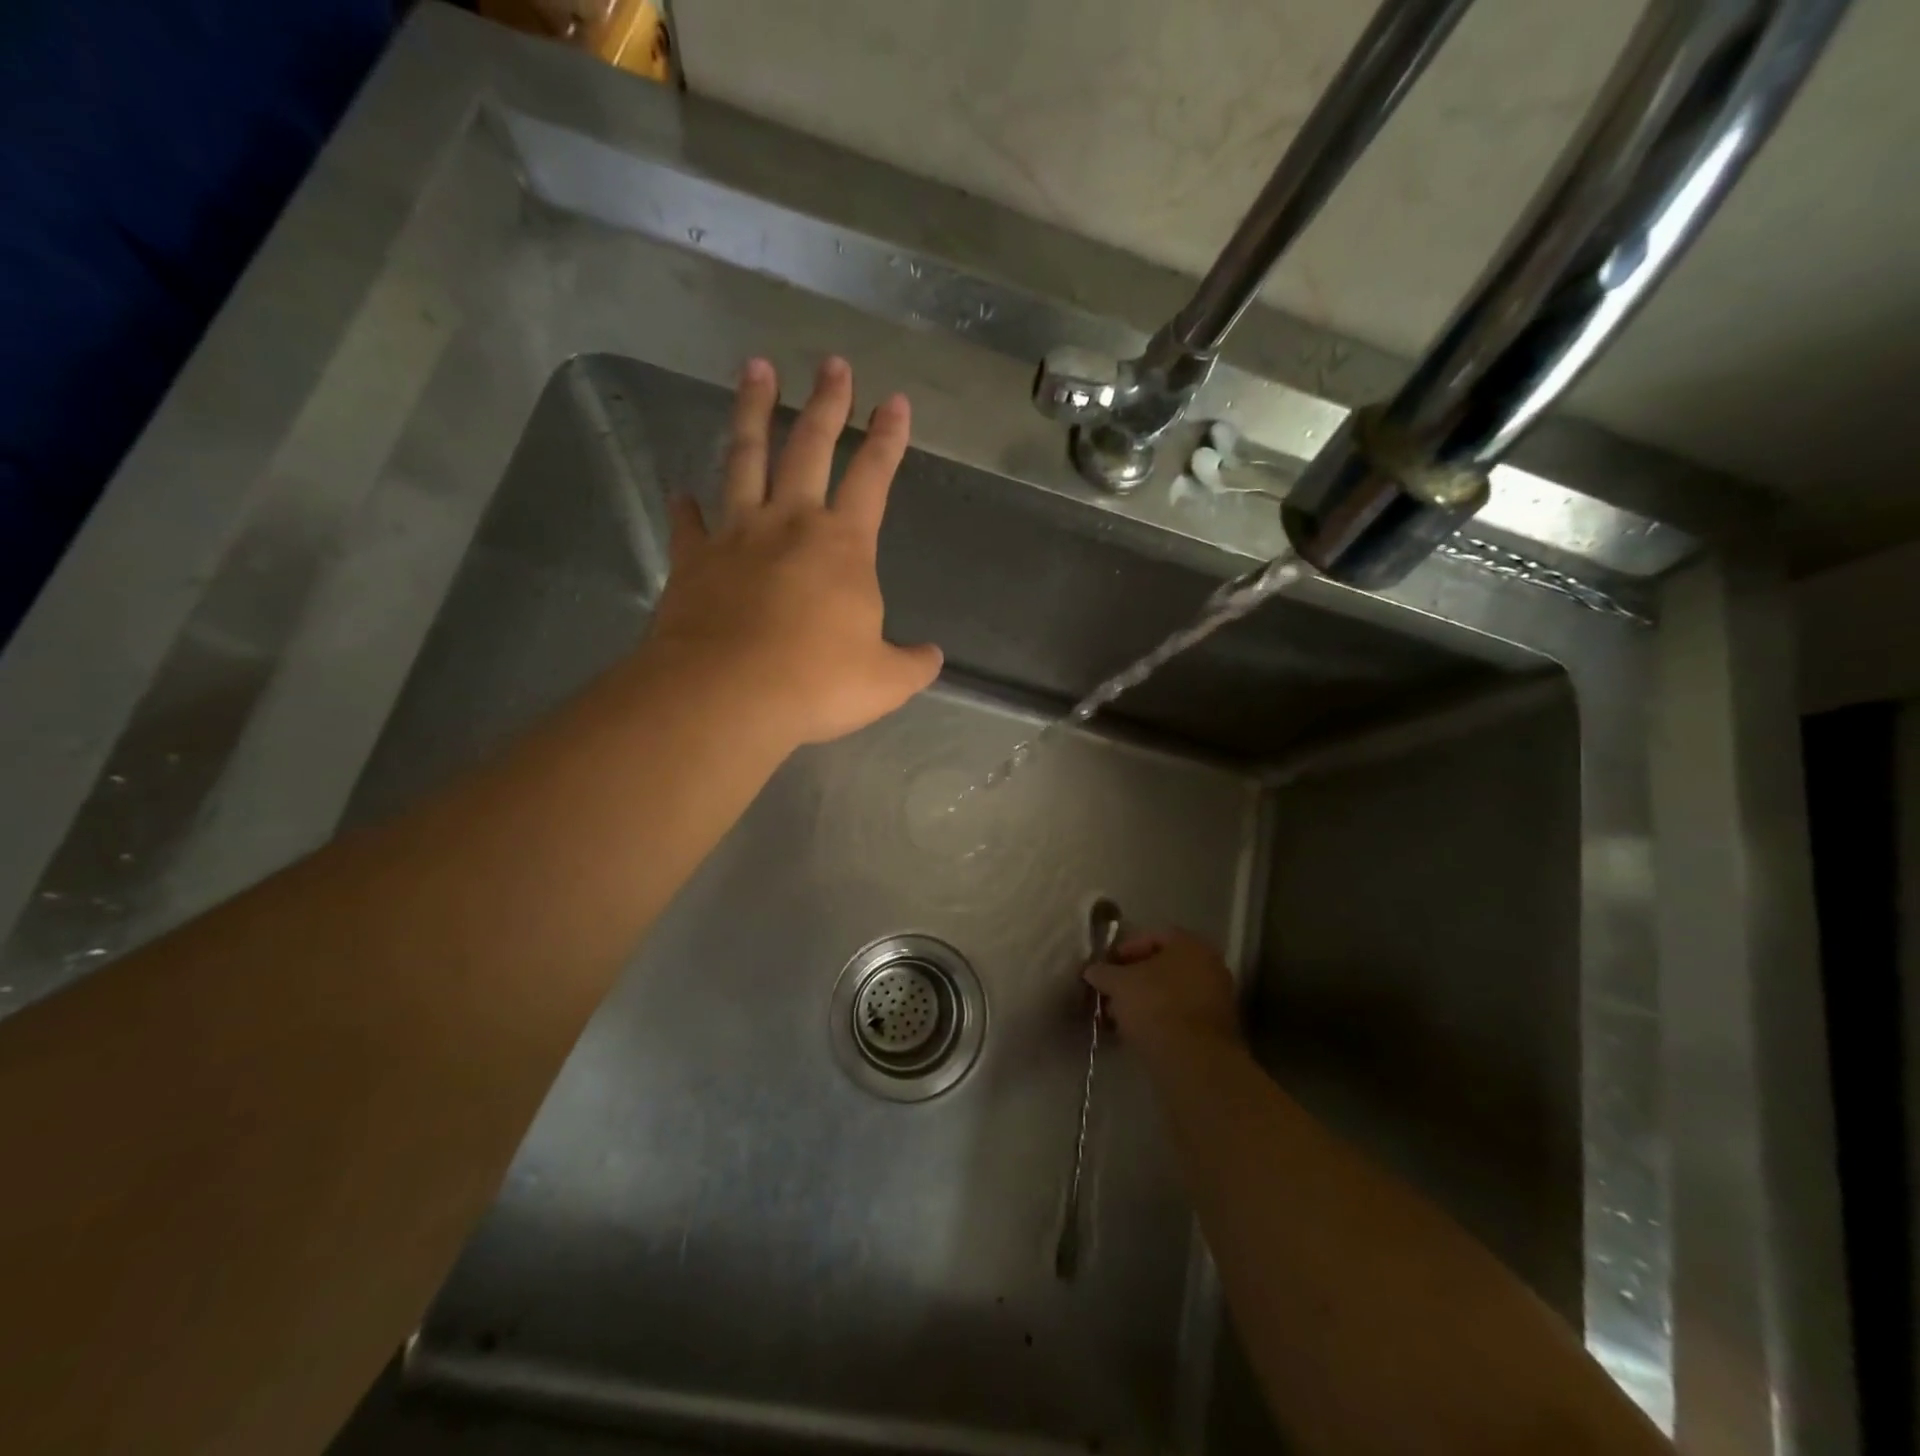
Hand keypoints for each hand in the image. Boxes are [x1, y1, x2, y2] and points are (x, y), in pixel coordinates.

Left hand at [648, 356, 942, 745]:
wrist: (727, 694)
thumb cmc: (816, 683)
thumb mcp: (885, 682)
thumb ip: (913, 665)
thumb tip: (932, 657)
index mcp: (843, 545)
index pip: (873, 478)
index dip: (888, 439)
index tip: (895, 401)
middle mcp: (790, 524)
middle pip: (809, 447)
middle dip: (826, 404)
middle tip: (831, 363)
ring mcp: (736, 536)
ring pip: (744, 458)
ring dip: (752, 412)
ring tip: (754, 369)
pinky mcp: (692, 561)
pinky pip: (688, 524)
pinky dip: (684, 507)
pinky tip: (680, 492)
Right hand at [1086, 928, 1243, 1065]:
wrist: (1192, 1060)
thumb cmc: (1154, 1006)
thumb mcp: (1118, 984)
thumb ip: (1102, 972)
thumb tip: (1091, 970)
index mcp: (1190, 945)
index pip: (1152, 937)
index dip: (1125, 949)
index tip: (1107, 967)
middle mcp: (1209, 965)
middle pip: (1163, 966)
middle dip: (1134, 978)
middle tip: (1111, 992)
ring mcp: (1217, 998)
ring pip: (1172, 992)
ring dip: (1145, 1000)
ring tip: (1119, 1016)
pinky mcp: (1216, 1029)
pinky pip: (1181, 1014)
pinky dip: (1160, 1019)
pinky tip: (1138, 1032)